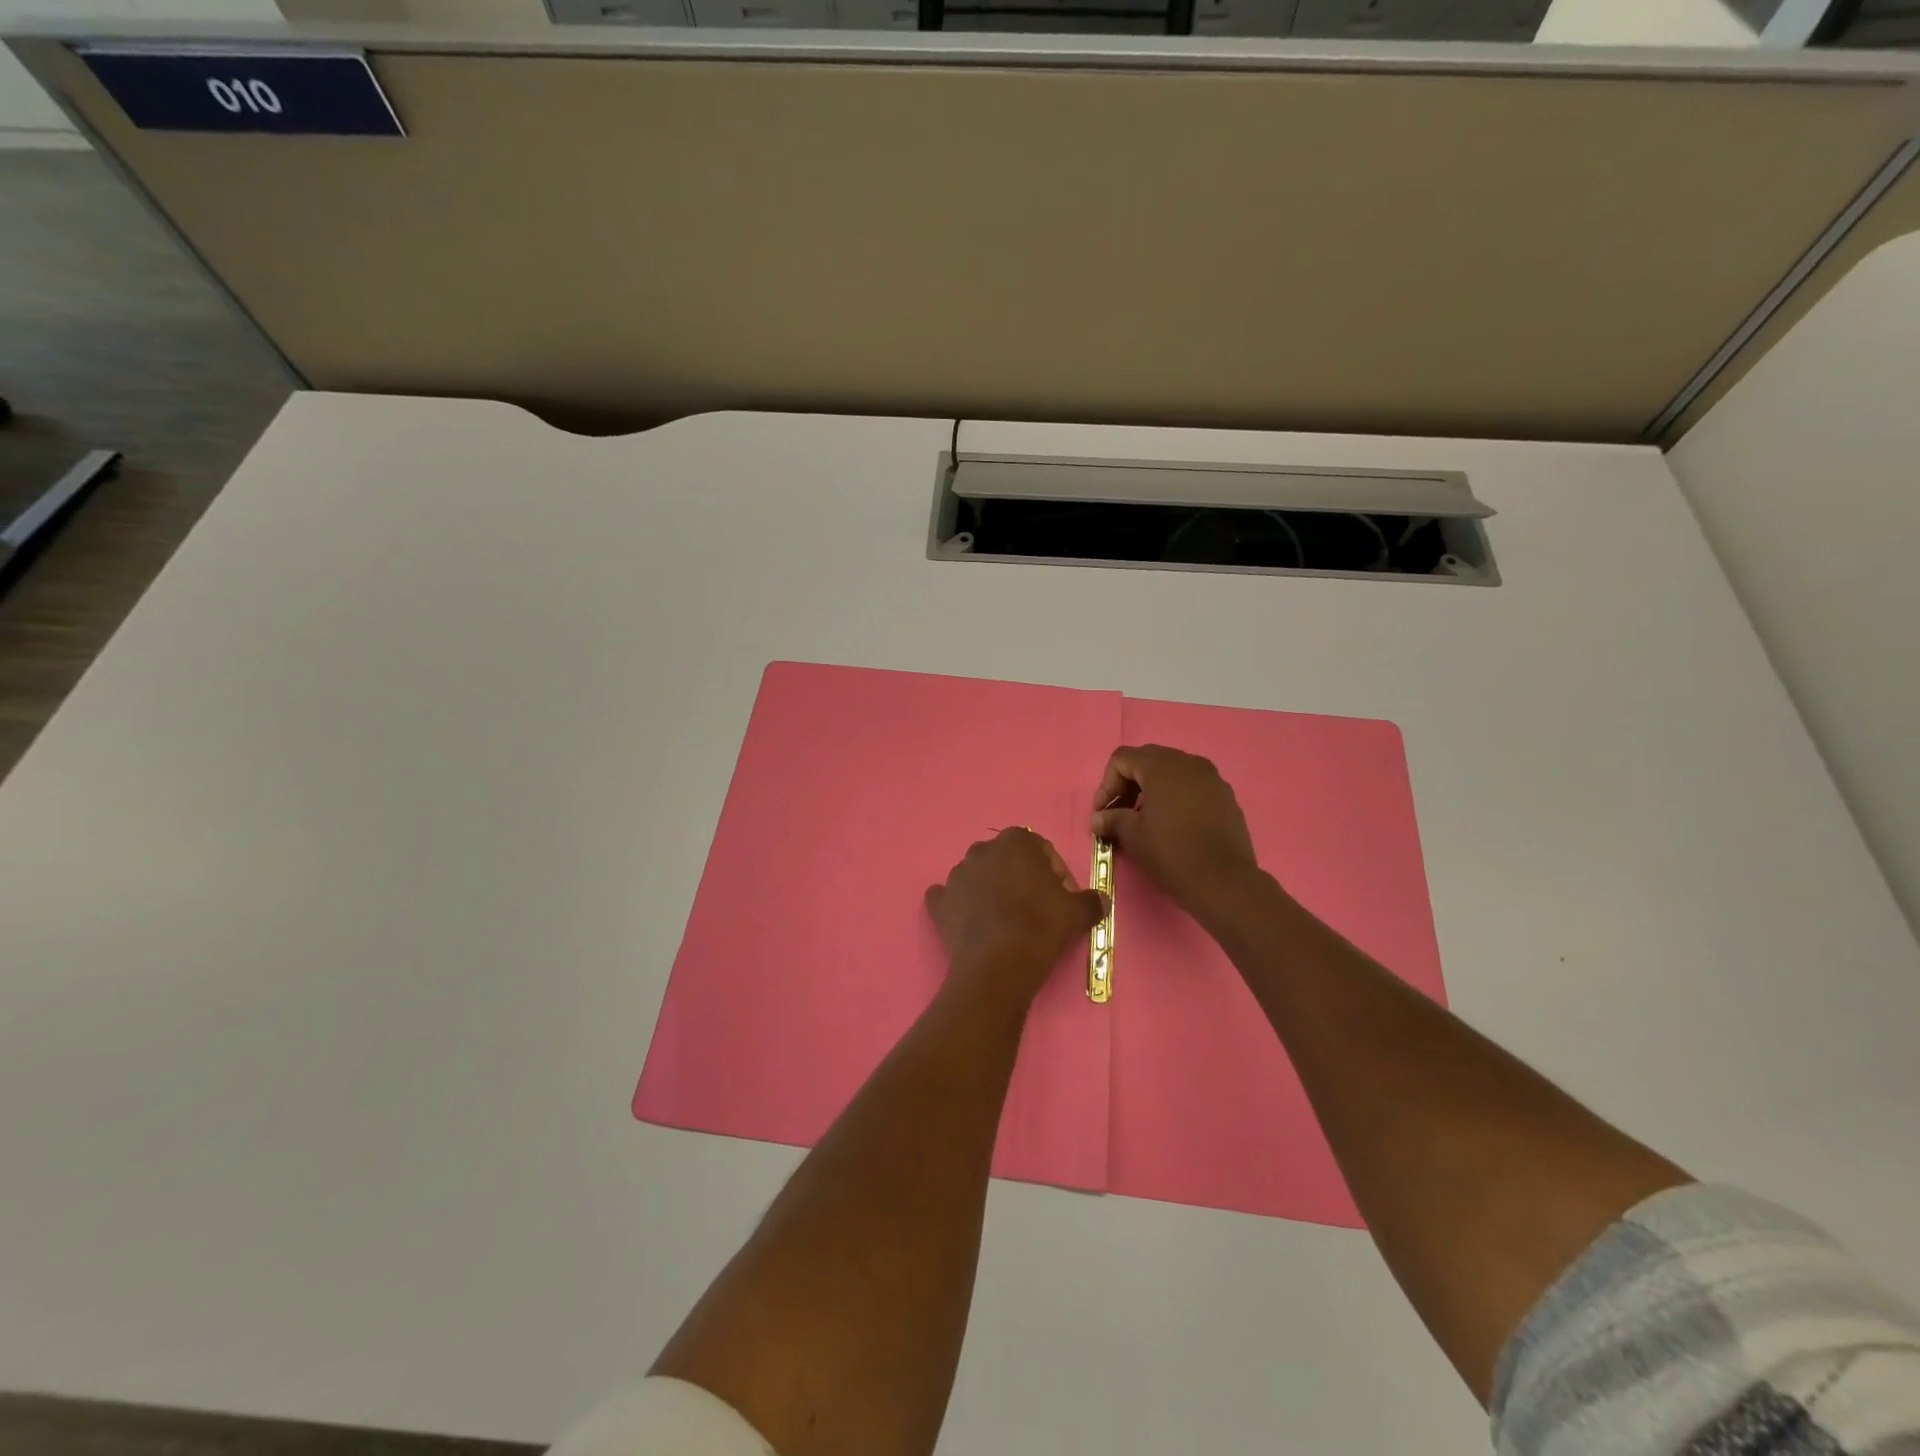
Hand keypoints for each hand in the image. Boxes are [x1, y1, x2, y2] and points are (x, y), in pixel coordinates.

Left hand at [925, 829, 1105, 1007]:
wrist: (998, 966)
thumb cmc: (1040, 928)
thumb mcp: (1077, 913)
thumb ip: (1091, 900)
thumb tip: (1100, 900)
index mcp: (1016, 841)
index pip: (1042, 851)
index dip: (1056, 875)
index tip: (1063, 899)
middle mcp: (982, 849)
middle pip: (1008, 861)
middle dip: (1021, 880)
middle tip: (1036, 910)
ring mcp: (956, 874)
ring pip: (979, 877)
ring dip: (991, 891)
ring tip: (1006, 922)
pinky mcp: (939, 901)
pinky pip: (950, 898)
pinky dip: (960, 907)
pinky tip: (973, 924)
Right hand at [1091, 745, 1263, 922]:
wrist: (1223, 881)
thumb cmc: (1171, 853)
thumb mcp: (1133, 836)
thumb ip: (1113, 819)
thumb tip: (1099, 819)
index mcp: (1162, 767)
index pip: (1123, 759)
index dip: (1106, 784)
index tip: (1102, 812)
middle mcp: (1189, 763)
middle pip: (1148, 759)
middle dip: (1129, 782)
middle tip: (1119, 811)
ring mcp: (1212, 778)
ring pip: (1173, 771)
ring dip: (1153, 788)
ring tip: (1145, 818)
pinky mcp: (1226, 796)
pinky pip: (1193, 785)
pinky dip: (1177, 796)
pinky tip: (1173, 823)